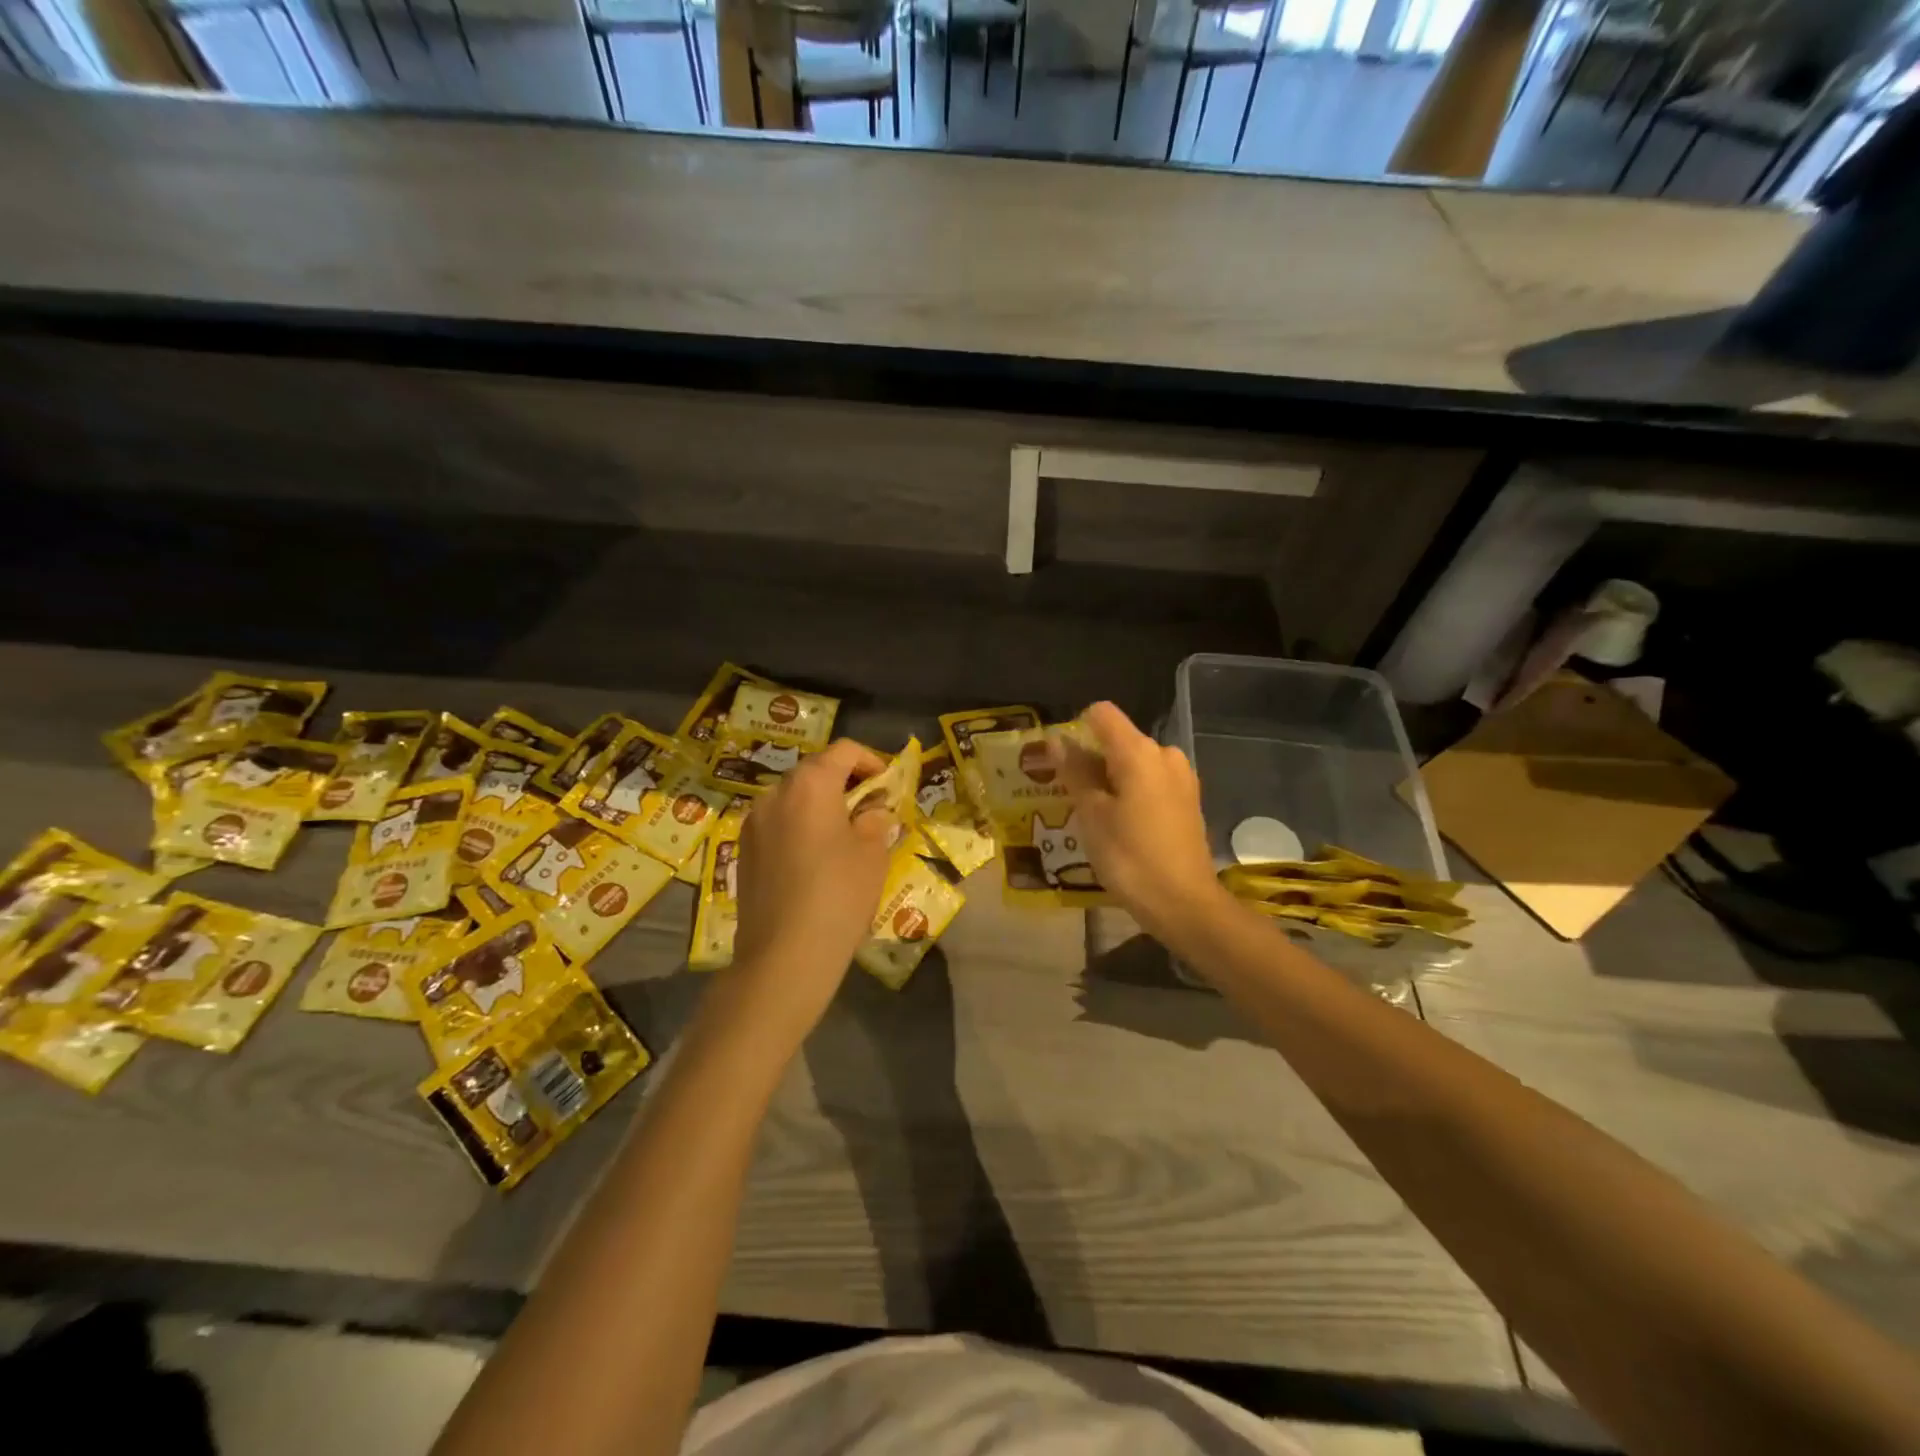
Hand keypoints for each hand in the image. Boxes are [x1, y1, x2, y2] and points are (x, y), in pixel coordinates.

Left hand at [726, 739, 895, 1040]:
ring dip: (821, 806)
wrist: (784, 955)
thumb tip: (872, 810)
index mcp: (810, 784)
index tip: (888, 786)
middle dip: (846, 784)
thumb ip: (875, 819)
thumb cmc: (838, 895)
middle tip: (871, 810)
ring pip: (794, 799)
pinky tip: (815, 861)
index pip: (844, 751)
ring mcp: (753, 822)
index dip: (872, 762)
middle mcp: (775, 793)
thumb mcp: (873, 853)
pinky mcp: (743, 851)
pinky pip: (778, 824)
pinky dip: (800, 828)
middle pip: (815, 771)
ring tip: (844, 837)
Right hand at [1047, 702, 1232, 944]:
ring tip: (1093, 818)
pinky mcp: (1188, 801)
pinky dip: (1131, 795)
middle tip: (1070, 798)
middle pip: (1118, 741)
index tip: (1062, 762)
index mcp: (1139, 752)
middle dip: (1091, 761)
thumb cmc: (1130, 857)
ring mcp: (1181, 778)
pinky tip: (1121, 827)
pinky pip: (1150, 783)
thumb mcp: (1092, 815)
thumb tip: (1057, 741)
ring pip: (1134, 764)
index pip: (1102, 714)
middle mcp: (1164, 755)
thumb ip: (1075, 772)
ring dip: (1110, 781)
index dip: (1077, 729)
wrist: (1185, 904)